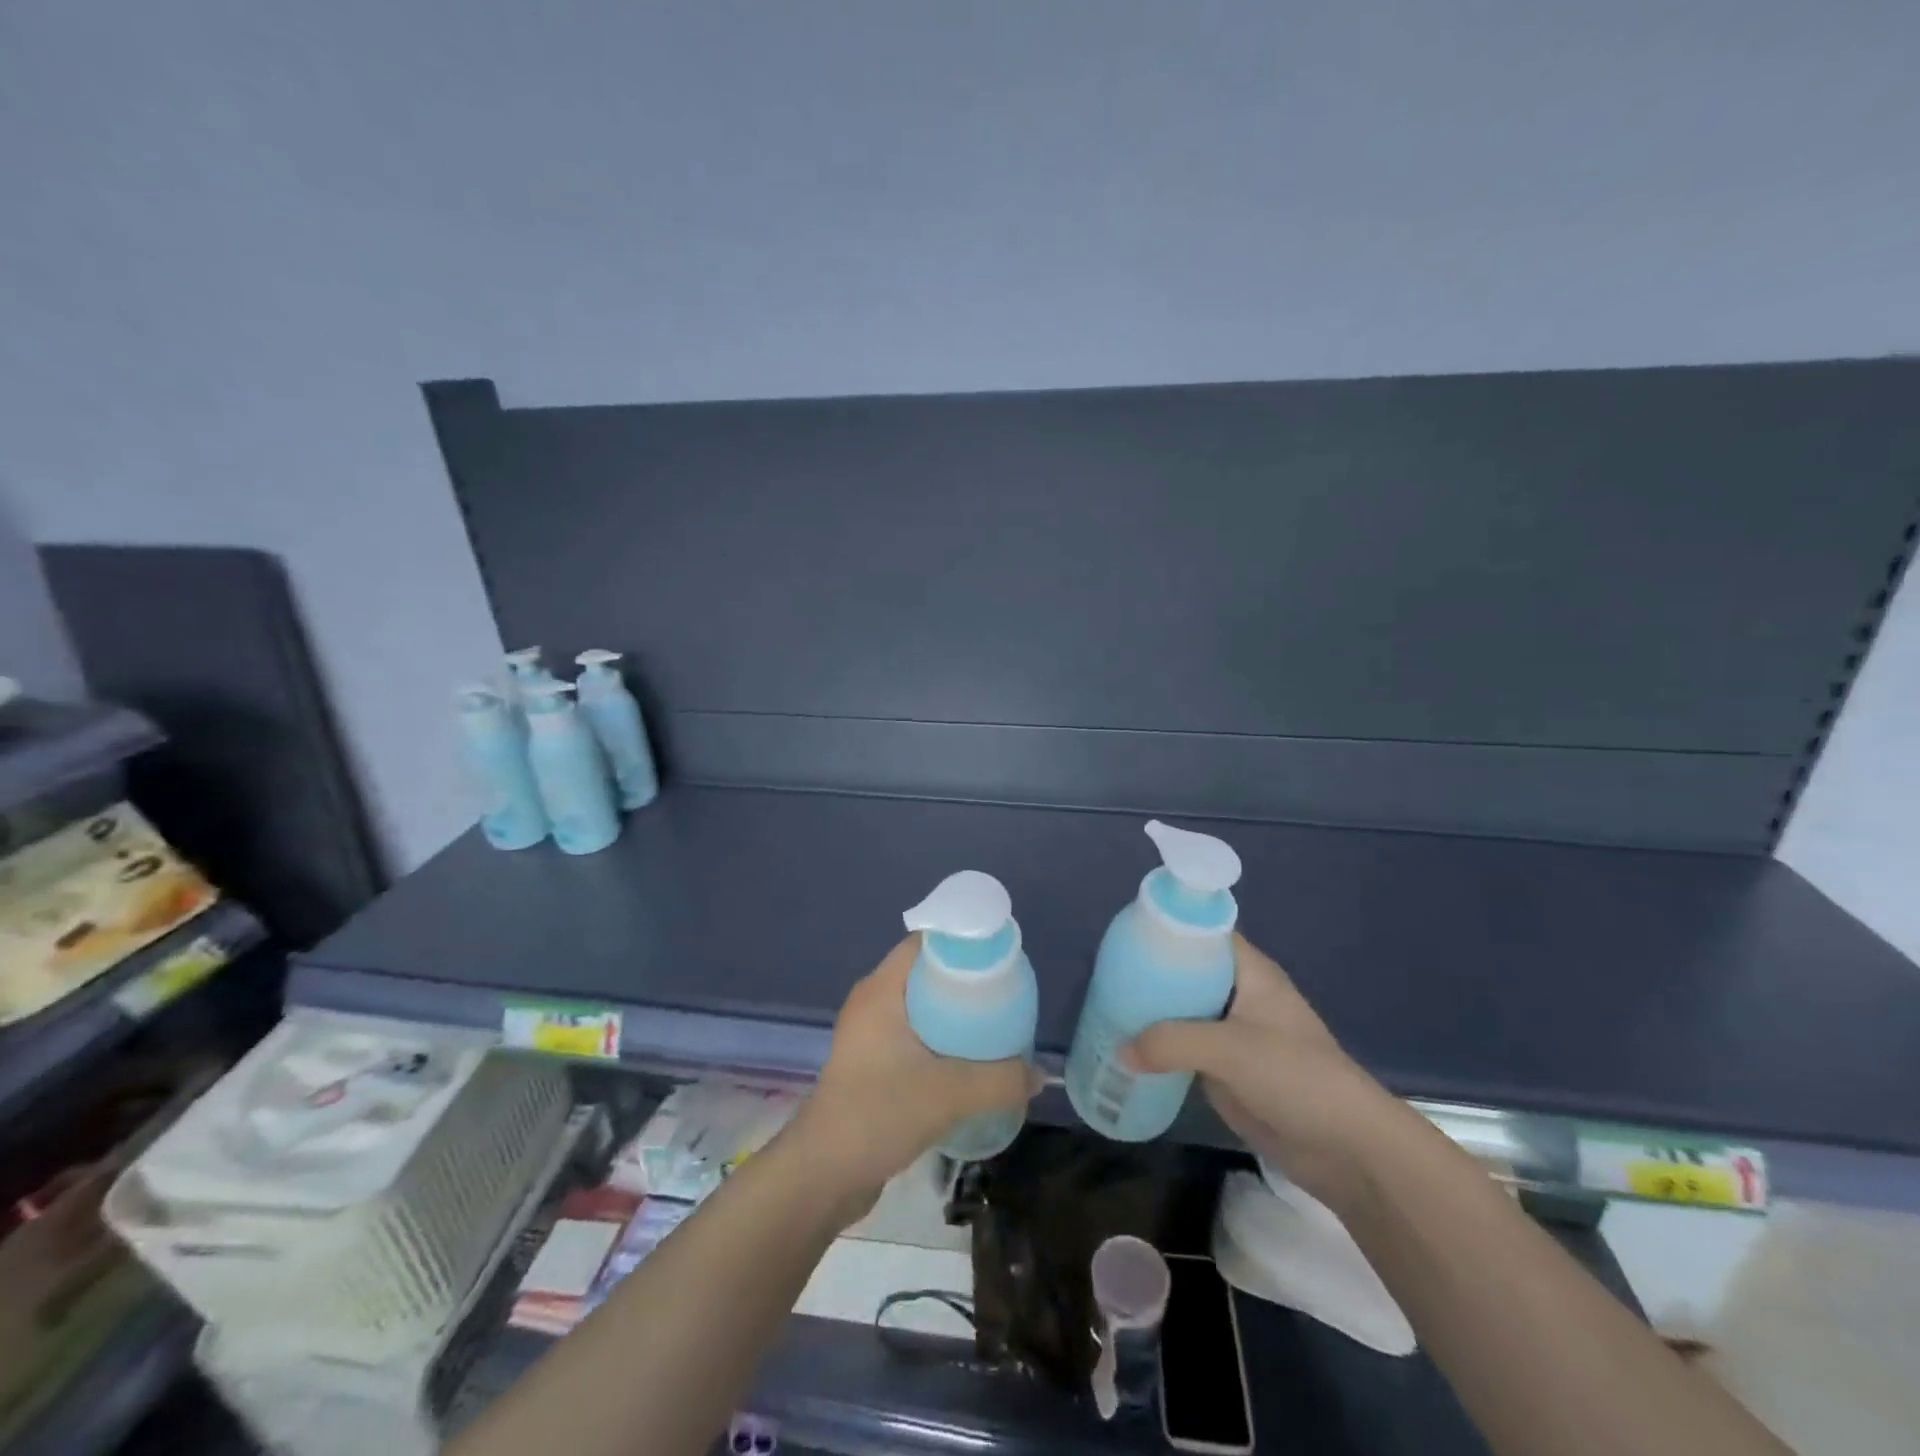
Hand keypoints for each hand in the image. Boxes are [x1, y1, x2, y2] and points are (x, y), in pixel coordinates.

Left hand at [793, 936, 1037, 1201]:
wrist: (823, 1175)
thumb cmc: (878, 1114)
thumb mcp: (949, 1095)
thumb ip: (1000, 1081)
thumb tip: (1039, 1075)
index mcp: (880, 990)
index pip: (923, 943)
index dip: (961, 944)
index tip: (999, 958)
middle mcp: (872, 1003)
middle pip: (925, 974)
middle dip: (965, 982)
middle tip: (1005, 996)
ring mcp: (868, 1035)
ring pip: (920, 1008)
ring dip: (954, 1015)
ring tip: (994, 1027)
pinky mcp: (871, 1064)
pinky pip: (913, 1036)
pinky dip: (940, 1040)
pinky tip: (968, 1062)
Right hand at [1128, 933, 1399, 1207]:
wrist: (1346, 1149)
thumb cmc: (1296, 1077)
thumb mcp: (1230, 1049)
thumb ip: (1172, 1042)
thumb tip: (1120, 1050)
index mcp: (1249, 972)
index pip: (1203, 932)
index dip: (1168, 927)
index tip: (1125, 931)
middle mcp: (1237, 995)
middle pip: (1186, 972)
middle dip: (1148, 972)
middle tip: (1105, 974)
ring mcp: (1230, 1034)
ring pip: (1181, 1011)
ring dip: (1149, 1013)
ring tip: (1103, 1007)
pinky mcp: (1225, 1070)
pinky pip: (1183, 1049)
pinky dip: (1157, 1048)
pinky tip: (1125, 1049)